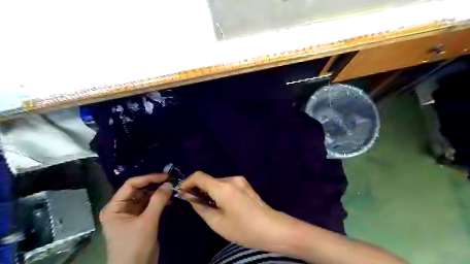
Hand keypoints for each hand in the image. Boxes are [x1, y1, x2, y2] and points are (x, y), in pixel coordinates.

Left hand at [100, 173, 172, 263]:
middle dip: (155, 185)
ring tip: (172, 189)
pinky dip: (160, 201)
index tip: (165, 176)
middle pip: (139, 189)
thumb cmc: (135, 246)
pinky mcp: (140, 219)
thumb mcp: (147, 222)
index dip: (148, 178)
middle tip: (171, 182)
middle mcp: (121, 208)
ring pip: (146, 196)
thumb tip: (169, 183)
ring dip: (158, 193)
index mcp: (115, 207)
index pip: (131, 185)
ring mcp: (131, 213)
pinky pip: (150, 205)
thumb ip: (158, 201)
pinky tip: (170, 199)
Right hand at [178, 171, 292, 250]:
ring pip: (217, 183)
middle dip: (199, 189)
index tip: (182, 193)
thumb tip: (190, 197)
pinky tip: (222, 205)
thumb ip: (201, 207)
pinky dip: (219, 192)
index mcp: (223, 187)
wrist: (272, 228)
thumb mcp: (217, 222)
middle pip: (209, 179)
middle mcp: (231, 179)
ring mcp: (240, 180)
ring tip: (209, 207)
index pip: (199, 176)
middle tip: (194, 204)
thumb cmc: (243, 229)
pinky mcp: (245, 185)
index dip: (187, 182)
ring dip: (209, 191)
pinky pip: (227, 185)